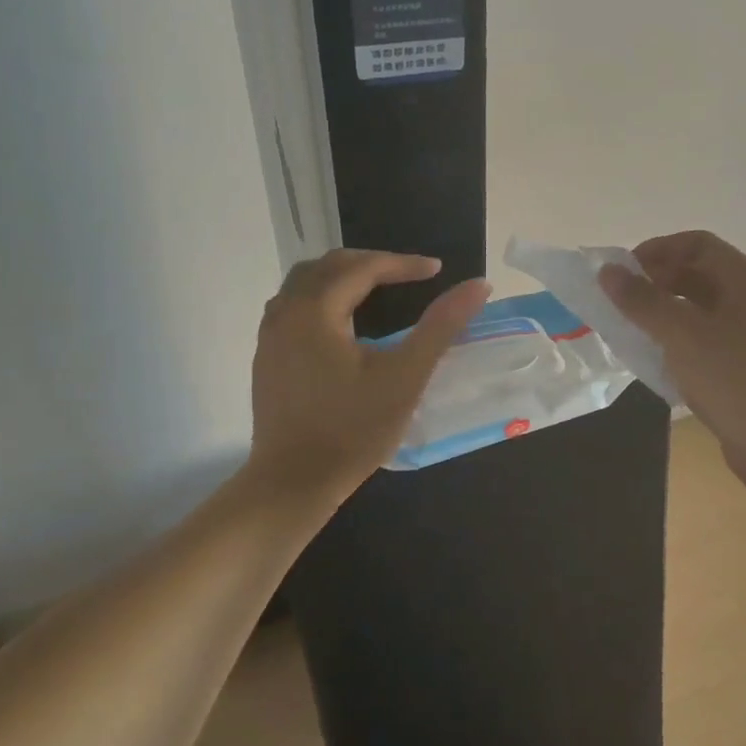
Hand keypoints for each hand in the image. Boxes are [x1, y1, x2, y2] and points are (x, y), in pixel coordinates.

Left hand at [248, 250, 489, 509]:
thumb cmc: (353, 429)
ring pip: (304, 284)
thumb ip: (441, 325)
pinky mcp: (267, 359)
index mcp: (314, 311)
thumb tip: (478, 285)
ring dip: (343, 277)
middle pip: (328, 266)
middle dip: (371, 262)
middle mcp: (284, 313)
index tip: (437, 270)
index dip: (402, 264)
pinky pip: (293, 307)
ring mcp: (270, 337)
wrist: (293, 482)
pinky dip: (323, 297)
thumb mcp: (406, 376)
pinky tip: (342, 322)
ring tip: (377, 288)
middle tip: (408, 274)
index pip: (362, 267)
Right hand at [598, 231, 745, 500]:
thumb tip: (607, 272)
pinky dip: (679, 342)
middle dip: (658, 283)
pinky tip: (655, 359)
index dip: (658, 250)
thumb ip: (642, 301)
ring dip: (665, 314)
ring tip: (631, 329)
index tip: (624, 271)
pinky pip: (706, 341)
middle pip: (700, 276)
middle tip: (622, 301)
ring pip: (701, 311)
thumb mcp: (681, 334)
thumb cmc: (733, 376)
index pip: (698, 244)